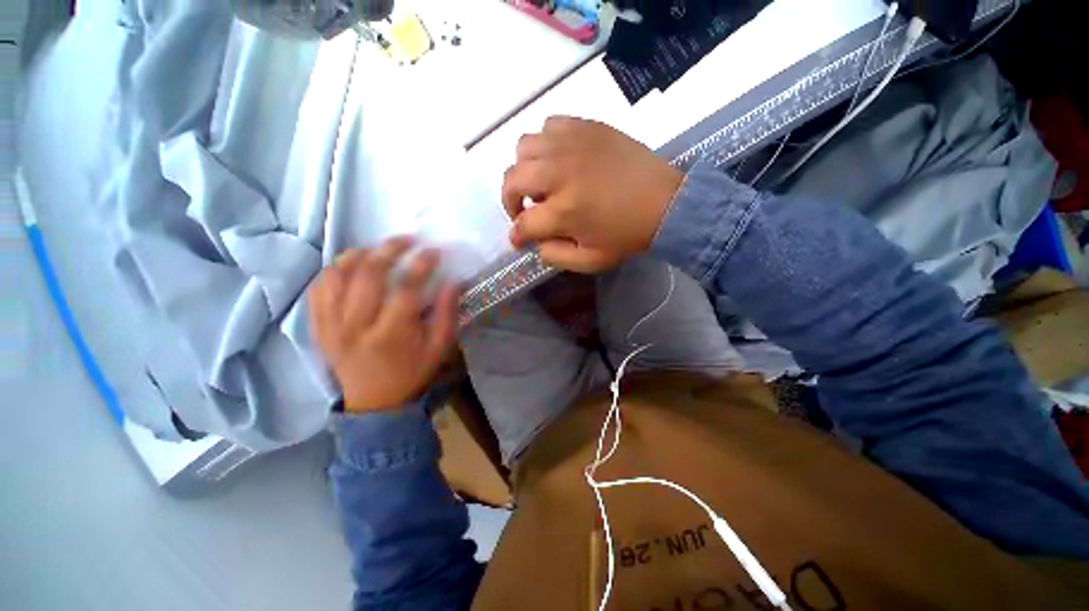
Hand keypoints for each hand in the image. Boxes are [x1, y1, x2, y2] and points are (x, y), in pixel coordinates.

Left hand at [308, 237, 459, 411]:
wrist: (374, 401)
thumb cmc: (412, 372)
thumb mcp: (440, 348)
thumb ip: (448, 314)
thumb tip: (452, 281)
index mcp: (392, 335)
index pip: (406, 289)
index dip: (421, 265)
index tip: (433, 251)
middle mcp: (356, 327)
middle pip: (368, 275)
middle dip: (390, 249)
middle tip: (406, 240)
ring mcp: (331, 326)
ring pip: (337, 276)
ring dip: (358, 254)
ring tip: (377, 248)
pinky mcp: (318, 327)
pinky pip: (318, 289)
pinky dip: (333, 270)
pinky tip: (349, 264)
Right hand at [502, 117, 683, 272]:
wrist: (665, 203)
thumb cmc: (628, 236)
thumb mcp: (590, 261)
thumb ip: (555, 256)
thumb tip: (535, 243)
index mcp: (563, 212)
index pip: (523, 224)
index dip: (517, 235)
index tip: (519, 239)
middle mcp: (560, 174)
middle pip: (512, 180)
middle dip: (509, 200)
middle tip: (522, 210)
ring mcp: (572, 145)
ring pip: (524, 147)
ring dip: (524, 169)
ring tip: (539, 183)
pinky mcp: (586, 127)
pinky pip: (549, 125)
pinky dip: (545, 144)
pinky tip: (557, 159)